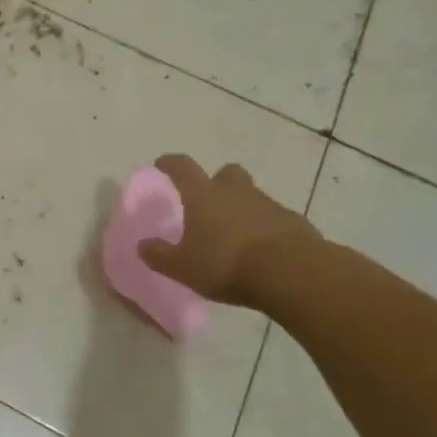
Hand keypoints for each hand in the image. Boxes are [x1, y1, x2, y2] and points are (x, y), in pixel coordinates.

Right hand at [139, 155, 320, 307]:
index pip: (182, 167)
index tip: (163, 163)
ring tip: (236, 234)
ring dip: (243, 207)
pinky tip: (264, 251)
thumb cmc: (227, 264)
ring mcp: (268, 204)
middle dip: (217, 181)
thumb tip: (142, 245)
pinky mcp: (294, 222)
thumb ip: (160, 255)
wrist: (292, 273)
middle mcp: (235, 191)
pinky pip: (275, 219)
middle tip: (210, 199)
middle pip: (226, 172)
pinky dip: (267, 228)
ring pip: (252, 196)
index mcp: (203, 195)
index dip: (170, 163)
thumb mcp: (183, 267)